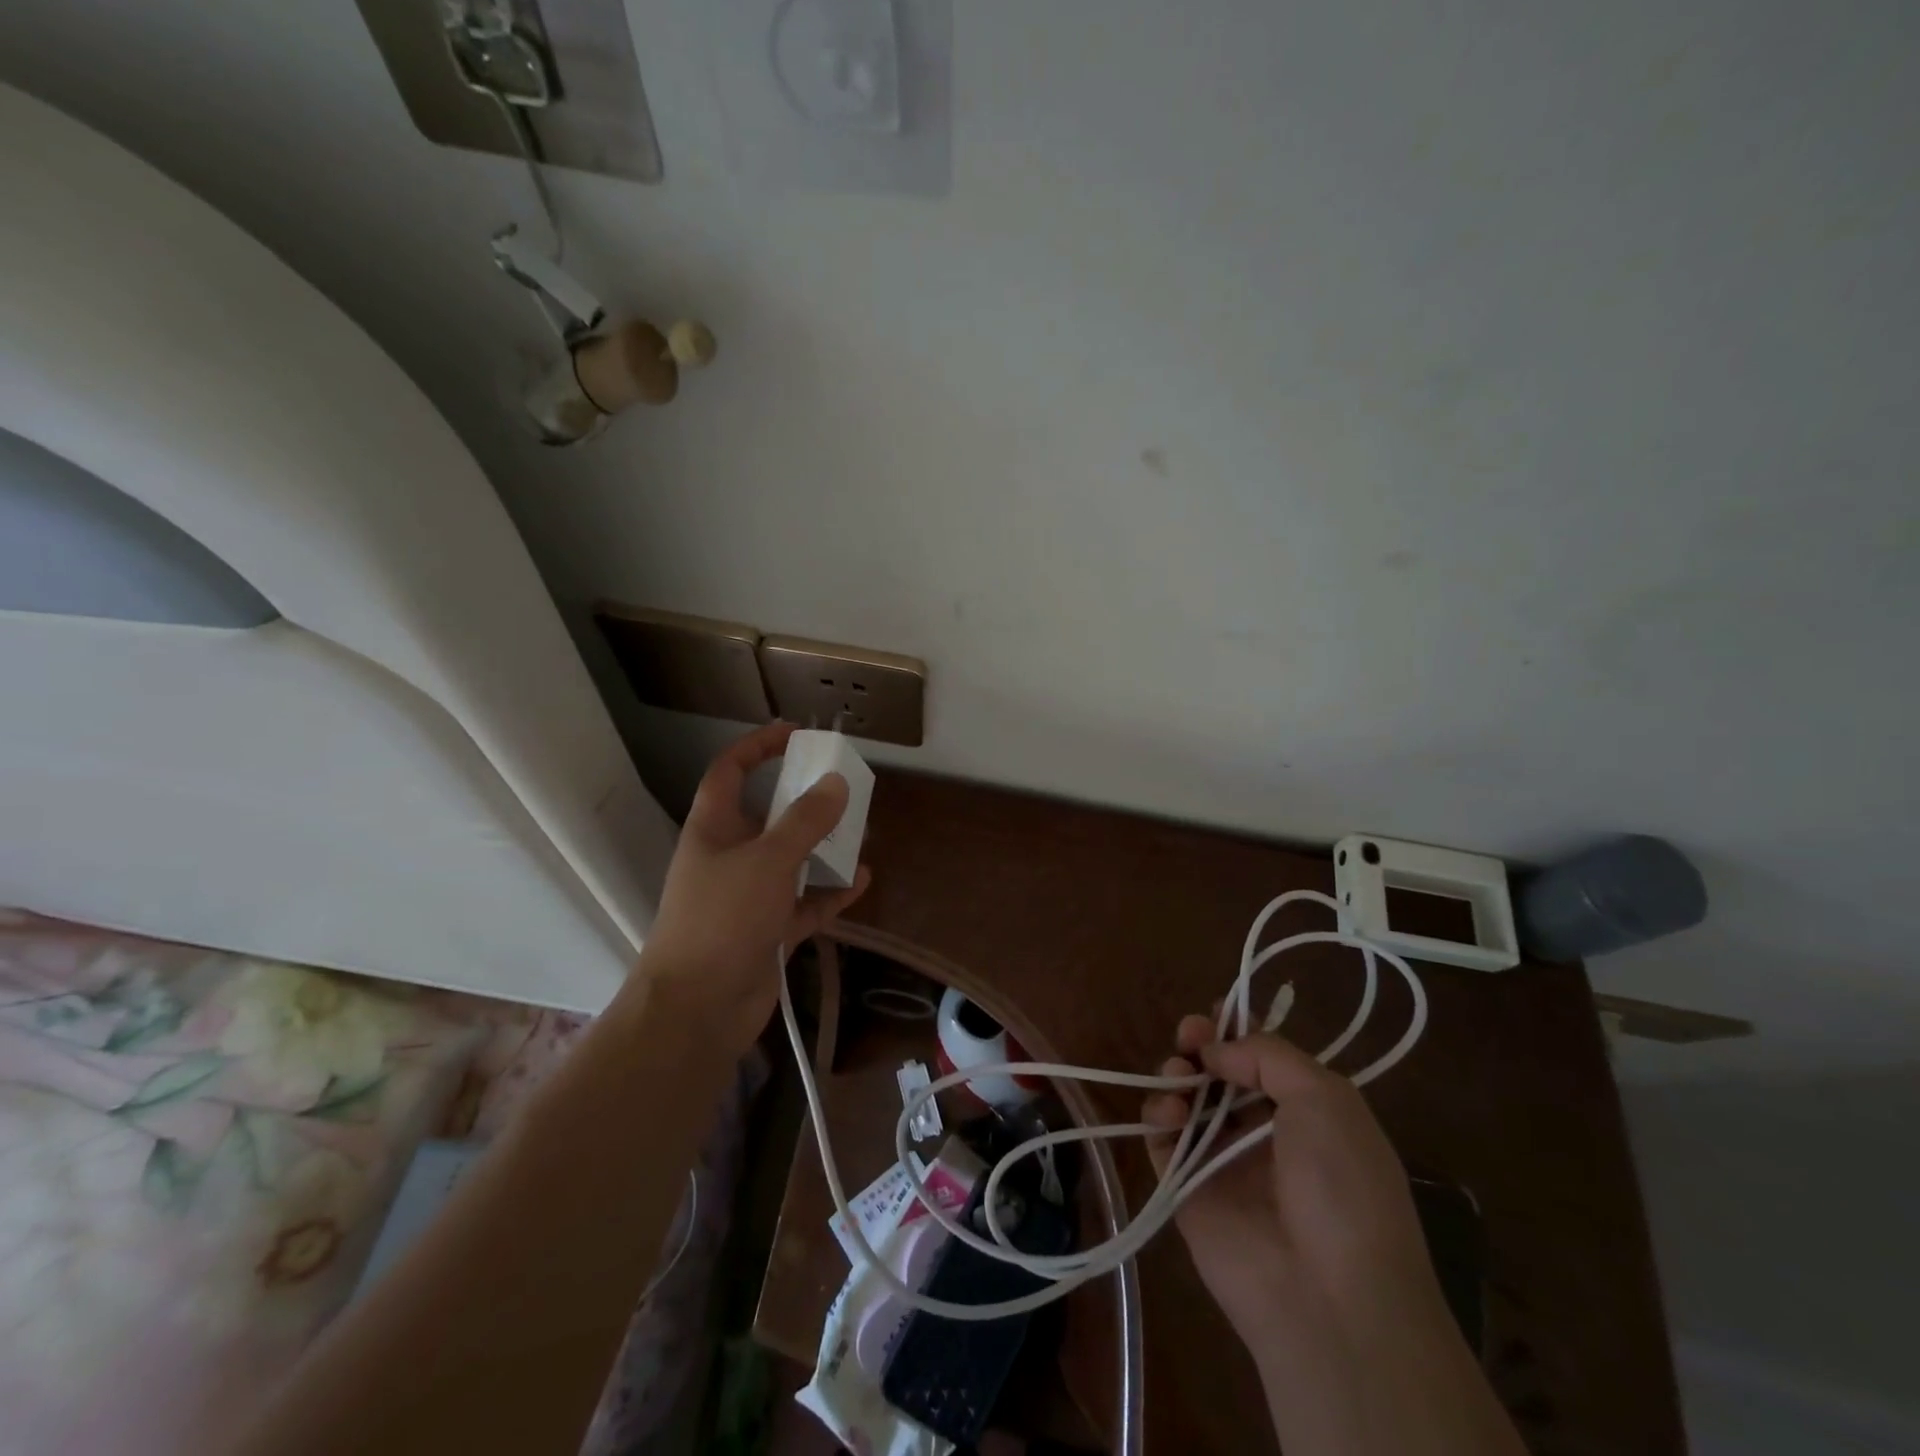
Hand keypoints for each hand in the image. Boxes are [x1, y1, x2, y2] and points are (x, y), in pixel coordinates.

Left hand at [634, 723, 870, 1053]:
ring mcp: (748, 896)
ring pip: (791, 860)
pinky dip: (831, 892)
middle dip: (805, 800)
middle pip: (768, 814)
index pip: (731, 771)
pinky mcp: (768, 930)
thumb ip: (805, 821)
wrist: (697, 1009)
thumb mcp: (768, 860)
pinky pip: (805, 902)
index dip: (759, 746)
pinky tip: (862, 880)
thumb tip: (837, 783)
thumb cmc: (723, 919)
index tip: (797, 734)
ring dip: (823, 847)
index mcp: (714, 828)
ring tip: (860, 833)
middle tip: (844, 788)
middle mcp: (730, 856)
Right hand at [1142, 1019, 1439, 1351]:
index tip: (1215, 1010)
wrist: (1330, 1296)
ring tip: (1180, 1075)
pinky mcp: (1187, 1189)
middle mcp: (1263, 1131)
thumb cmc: (1342, 1184)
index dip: (1238, 1029)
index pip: (1263, 1057)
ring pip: (1187, 1099)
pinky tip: (1170, 1112)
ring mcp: (1222, 1161)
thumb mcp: (1325, 1097)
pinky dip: (1158, 1116)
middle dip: (1201, 1044)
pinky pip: (1163, 1140)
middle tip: (1189, 1034)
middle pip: (1219, 1072)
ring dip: (1177, 1074)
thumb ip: (1267, 1054)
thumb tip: (1216, 1050)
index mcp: (1306, 1111)